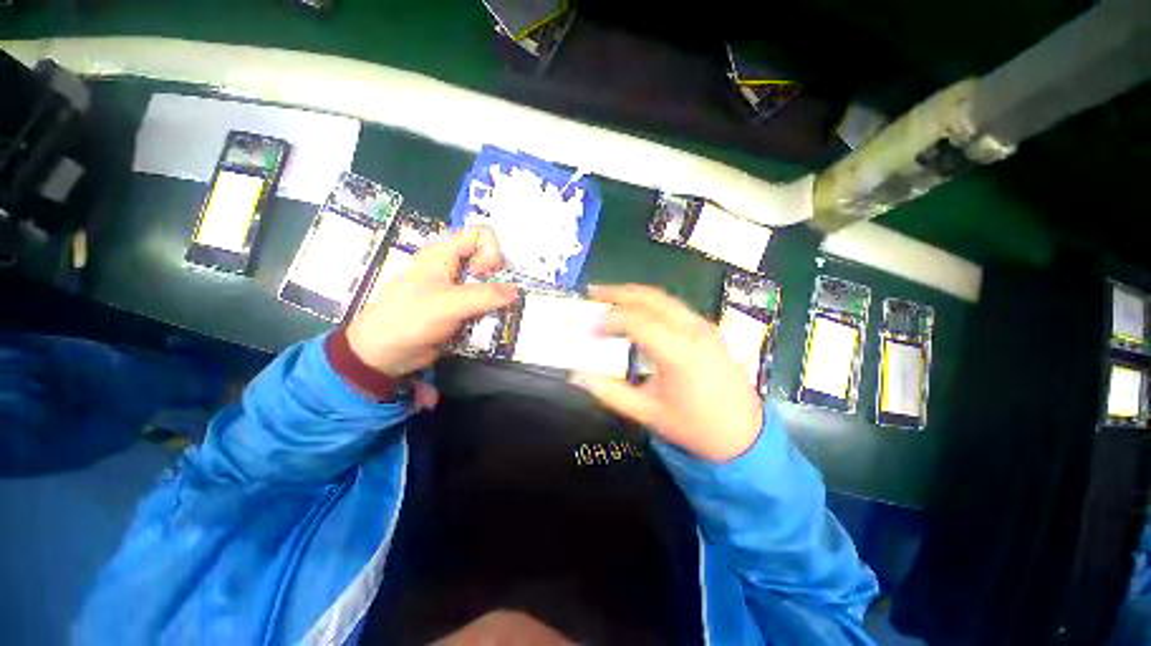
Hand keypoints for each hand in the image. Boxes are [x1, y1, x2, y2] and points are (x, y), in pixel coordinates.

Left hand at [346, 226, 517, 378]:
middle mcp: (450, 266)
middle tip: (495, 297)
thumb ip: (486, 295)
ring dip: (495, 297)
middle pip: (487, 259)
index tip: (488, 275)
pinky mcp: (457, 307)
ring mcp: (454, 288)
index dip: (491, 251)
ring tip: (491, 313)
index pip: (479, 235)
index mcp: (443, 254)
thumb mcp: (450, 303)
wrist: (384, 353)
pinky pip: (481, 302)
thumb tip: (516, 291)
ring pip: (486, 283)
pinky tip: (485, 323)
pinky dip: (489, 310)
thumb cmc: (411, 319)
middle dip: (497, 277)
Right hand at [571, 284, 762, 461]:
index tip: (587, 327)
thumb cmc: (695, 427)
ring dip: (634, 294)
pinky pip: (673, 306)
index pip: (636, 321)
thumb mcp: (648, 413)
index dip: (608, 319)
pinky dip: (649, 303)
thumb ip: (610, 392)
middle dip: (618, 292)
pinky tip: (636, 310)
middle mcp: (693, 330)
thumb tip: (578, 376)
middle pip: (650, 298)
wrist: (744, 435)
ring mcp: (703, 326)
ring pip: (663, 298)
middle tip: (592, 292)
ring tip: (609, 296)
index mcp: (679, 351)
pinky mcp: (707, 329)